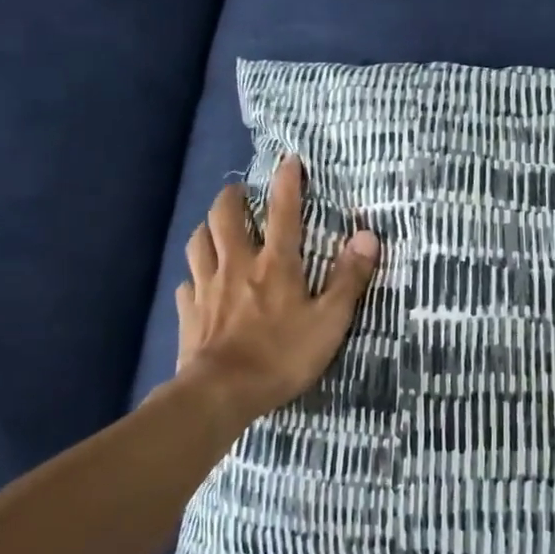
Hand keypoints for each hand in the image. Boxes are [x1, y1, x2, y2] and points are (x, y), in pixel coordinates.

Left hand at [175, 156, 379, 422]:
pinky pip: (186, 283)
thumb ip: (348, 279)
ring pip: (198, 242)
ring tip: (215, 227)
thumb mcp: (329, 321)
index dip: (287, 183)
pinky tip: (198, 282)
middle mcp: (236, 265)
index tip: (289, 160)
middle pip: (225, 217)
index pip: (283, 212)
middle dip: (232, 197)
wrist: (222, 392)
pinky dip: (193, 275)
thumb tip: (367, 236)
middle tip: (239, 192)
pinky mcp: (188, 312)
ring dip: (206, 228)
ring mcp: (206, 287)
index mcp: (274, 264)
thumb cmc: (282, 356)